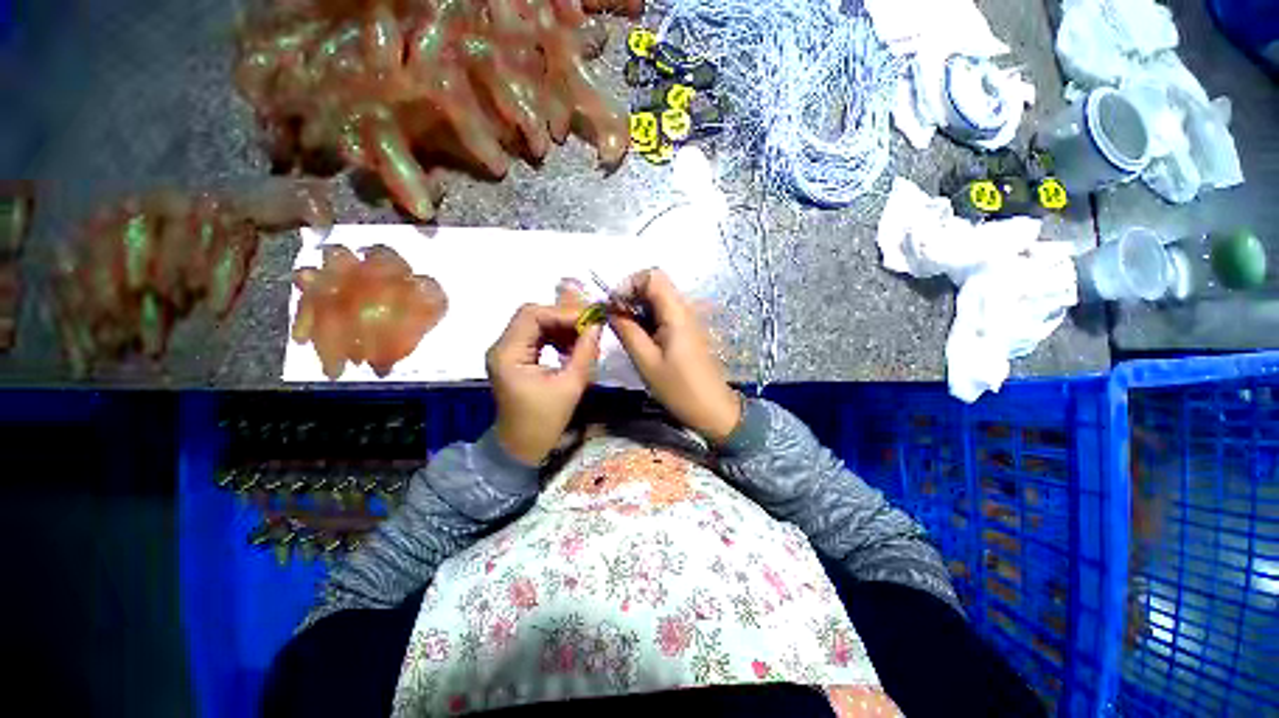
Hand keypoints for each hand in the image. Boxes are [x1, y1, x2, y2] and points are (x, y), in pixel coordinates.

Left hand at [487, 304, 601, 465]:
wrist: (522, 447)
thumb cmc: (545, 421)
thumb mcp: (571, 386)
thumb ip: (585, 352)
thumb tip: (597, 324)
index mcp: (508, 354)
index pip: (533, 315)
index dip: (564, 313)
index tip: (591, 320)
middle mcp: (502, 347)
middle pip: (532, 315)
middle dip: (563, 317)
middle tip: (590, 325)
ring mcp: (506, 351)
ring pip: (535, 323)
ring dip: (561, 326)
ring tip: (583, 337)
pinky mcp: (515, 357)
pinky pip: (536, 336)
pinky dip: (556, 336)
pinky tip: (571, 347)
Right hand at [609, 269, 741, 443]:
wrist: (713, 410)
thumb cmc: (679, 389)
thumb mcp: (646, 362)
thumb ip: (627, 331)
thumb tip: (610, 309)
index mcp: (677, 313)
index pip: (652, 276)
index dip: (628, 284)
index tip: (613, 306)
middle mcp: (684, 309)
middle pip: (654, 285)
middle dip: (630, 297)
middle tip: (614, 321)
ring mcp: (687, 320)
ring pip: (657, 300)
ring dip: (637, 309)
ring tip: (624, 332)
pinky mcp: (686, 331)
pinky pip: (663, 314)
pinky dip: (647, 320)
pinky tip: (640, 339)